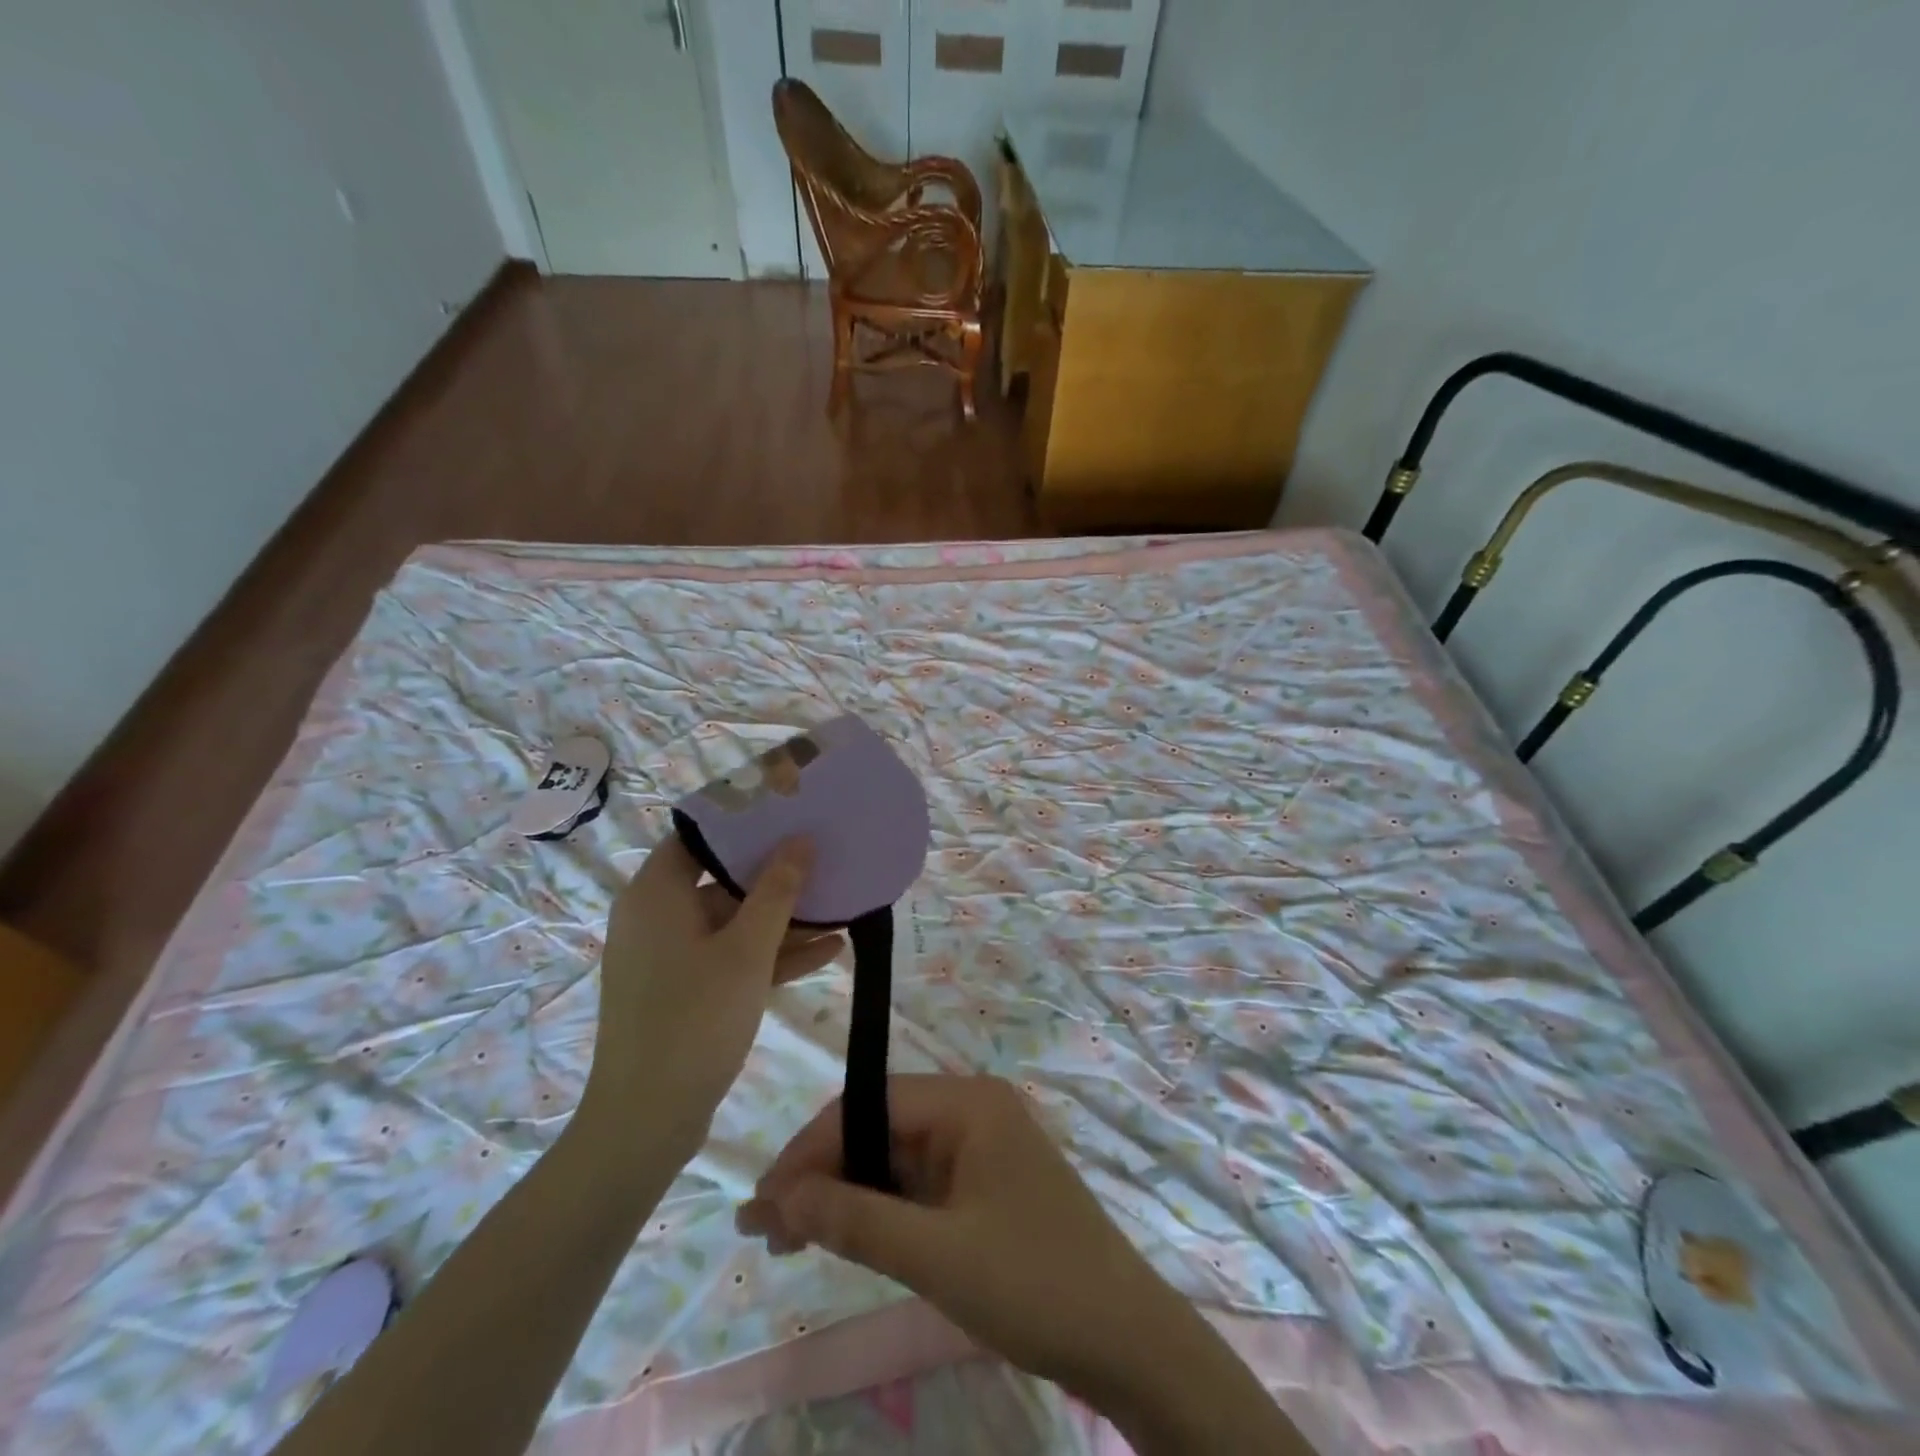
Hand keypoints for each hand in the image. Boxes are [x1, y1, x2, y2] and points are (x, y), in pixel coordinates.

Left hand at [581, 836, 842, 1153]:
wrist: (647, 1121)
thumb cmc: (693, 1019)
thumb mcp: (746, 950)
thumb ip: (777, 891)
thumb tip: (800, 840)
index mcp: (656, 894)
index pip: (699, 836)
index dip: (743, 821)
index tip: (789, 810)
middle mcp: (657, 917)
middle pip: (721, 878)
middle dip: (777, 872)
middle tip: (825, 852)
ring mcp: (671, 957)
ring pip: (733, 922)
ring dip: (784, 918)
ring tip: (839, 902)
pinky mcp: (686, 991)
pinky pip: (733, 957)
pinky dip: (772, 954)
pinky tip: (829, 949)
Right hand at [734, 1074, 1181, 1390]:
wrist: (1127, 1340)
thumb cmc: (1033, 1284)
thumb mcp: (936, 1256)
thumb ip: (855, 1221)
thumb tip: (779, 1199)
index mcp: (968, 1103)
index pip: (869, 1105)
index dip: (811, 1149)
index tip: (763, 1202)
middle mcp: (972, 1112)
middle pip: (880, 1130)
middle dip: (822, 1175)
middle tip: (765, 1230)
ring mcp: (981, 1150)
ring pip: (895, 1161)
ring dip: (845, 1196)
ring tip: (787, 1239)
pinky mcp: (984, 1188)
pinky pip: (919, 1188)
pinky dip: (879, 1212)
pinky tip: (842, 1238)